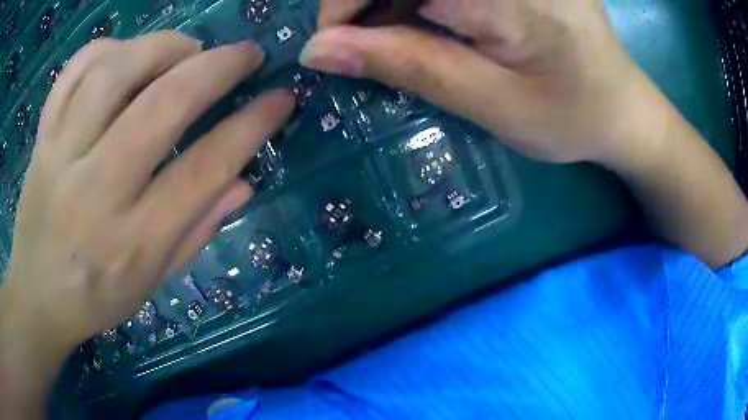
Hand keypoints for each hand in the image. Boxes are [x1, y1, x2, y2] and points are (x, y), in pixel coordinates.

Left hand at [0, 32, 293, 359]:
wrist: (37, 295)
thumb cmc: (95, 299)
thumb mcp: (152, 284)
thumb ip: (196, 231)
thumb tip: (244, 182)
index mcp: (133, 241)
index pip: (204, 170)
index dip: (252, 126)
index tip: (280, 99)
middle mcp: (95, 191)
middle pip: (161, 106)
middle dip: (217, 68)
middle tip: (246, 54)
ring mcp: (61, 156)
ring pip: (114, 73)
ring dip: (163, 47)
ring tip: (187, 50)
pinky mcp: (43, 138)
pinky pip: (73, 72)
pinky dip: (106, 49)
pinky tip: (125, 55)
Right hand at [303, 0, 652, 163]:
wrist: (622, 108)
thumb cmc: (571, 117)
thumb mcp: (492, 103)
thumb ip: (409, 65)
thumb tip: (319, 50)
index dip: (346, 1)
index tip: (333, 42)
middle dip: (366, 0)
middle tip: (365, 41)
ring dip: (393, 0)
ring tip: (398, 34)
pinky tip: (427, 17)